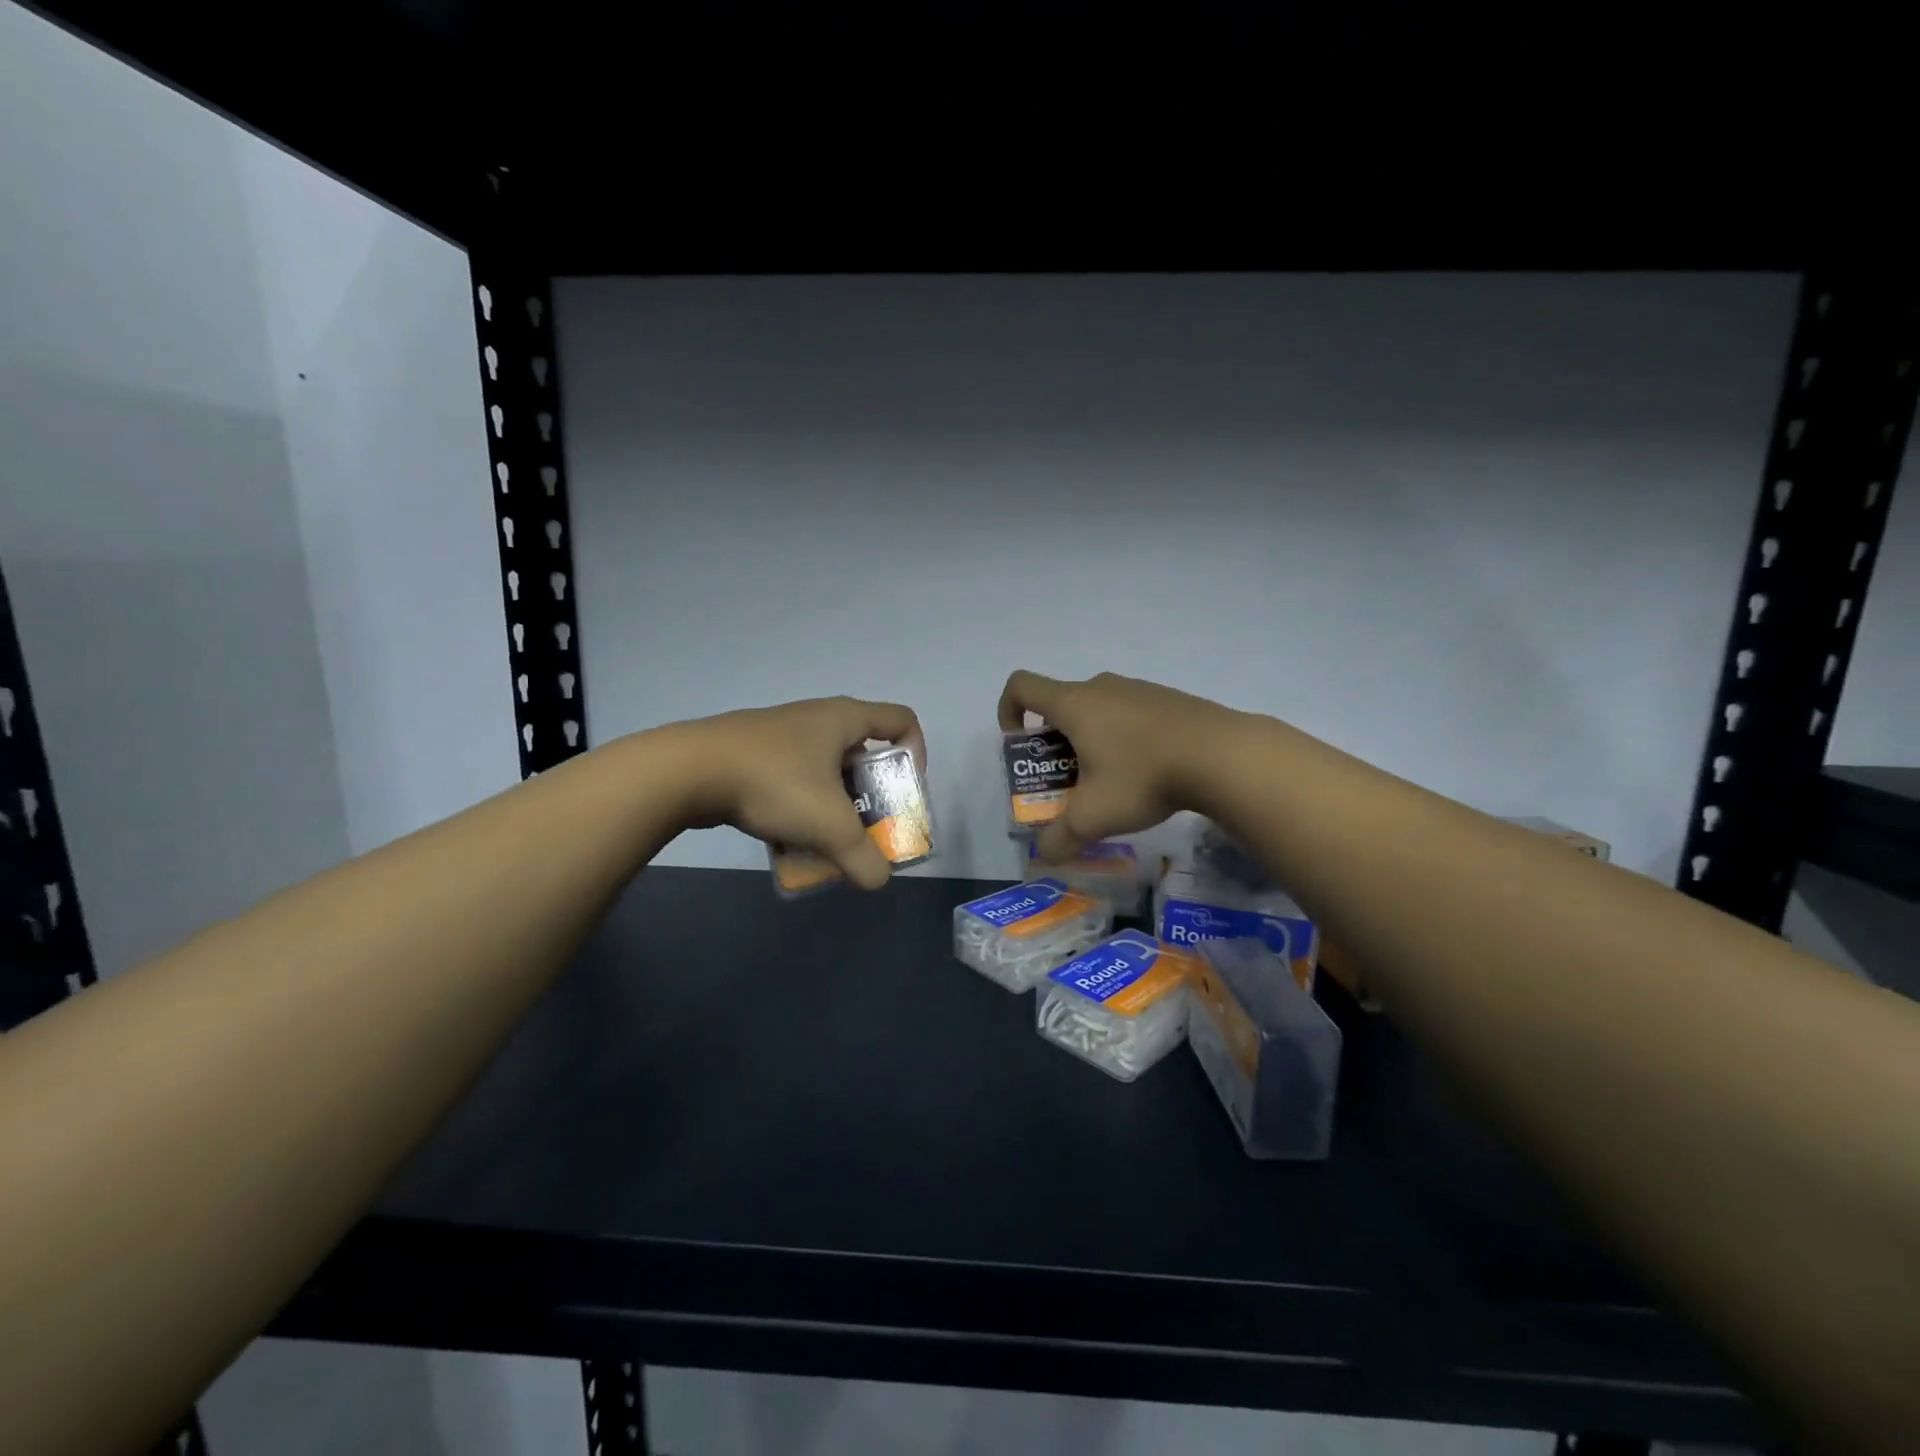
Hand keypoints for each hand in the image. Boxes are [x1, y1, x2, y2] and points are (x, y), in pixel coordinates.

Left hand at [674, 696, 924, 889]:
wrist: (687, 771)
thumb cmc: (774, 783)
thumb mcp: (828, 826)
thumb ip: (863, 858)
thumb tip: (877, 881)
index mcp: (844, 719)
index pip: (902, 721)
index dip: (917, 754)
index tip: (905, 793)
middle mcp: (816, 719)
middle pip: (864, 753)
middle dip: (872, 795)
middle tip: (868, 827)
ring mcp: (781, 735)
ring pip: (825, 771)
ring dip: (834, 806)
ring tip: (827, 840)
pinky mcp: (751, 753)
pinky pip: (793, 779)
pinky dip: (800, 807)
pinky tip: (788, 838)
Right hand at [997, 670, 1239, 861]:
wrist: (1222, 754)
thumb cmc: (1142, 776)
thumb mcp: (1094, 816)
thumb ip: (1060, 837)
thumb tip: (1043, 856)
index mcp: (1073, 704)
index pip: (1021, 686)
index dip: (1008, 710)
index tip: (1021, 745)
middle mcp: (1101, 687)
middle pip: (1060, 704)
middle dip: (1053, 741)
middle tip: (1067, 779)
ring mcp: (1138, 689)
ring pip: (1098, 709)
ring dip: (1090, 739)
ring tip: (1109, 781)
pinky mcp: (1168, 699)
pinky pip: (1130, 713)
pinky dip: (1123, 737)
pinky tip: (1147, 772)